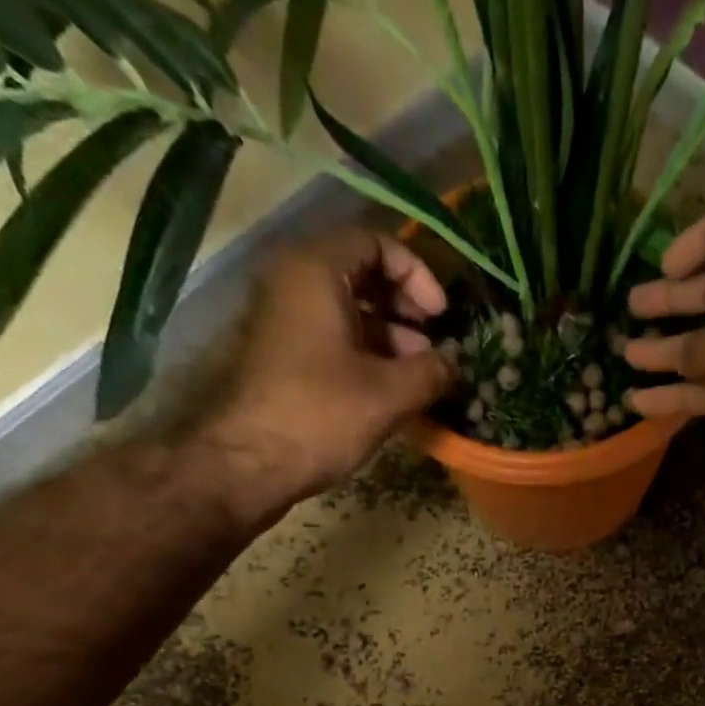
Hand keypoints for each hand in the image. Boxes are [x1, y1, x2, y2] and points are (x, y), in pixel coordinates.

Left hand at [188, 229, 455, 529]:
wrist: (248, 463)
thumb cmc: (320, 416)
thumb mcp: (388, 394)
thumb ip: (431, 371)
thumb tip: (456, 363)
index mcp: (316, 271)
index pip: (376, 242)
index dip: (418, 275)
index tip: (442, 317)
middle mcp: (295, 282)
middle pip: (362, 274)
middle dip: (406, 308)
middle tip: (435, 347)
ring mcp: (286, 320)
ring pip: (349, 310)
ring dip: (391, 337)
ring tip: (420, 376)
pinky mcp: (284, 356)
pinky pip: (334, 338)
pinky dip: (368, 355)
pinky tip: (393, 391)